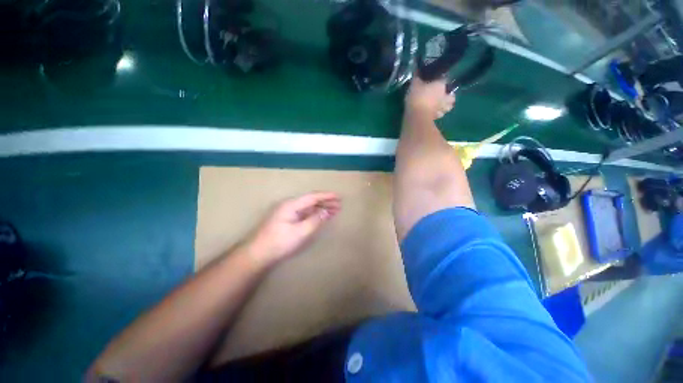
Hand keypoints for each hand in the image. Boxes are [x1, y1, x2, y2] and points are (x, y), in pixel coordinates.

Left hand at [246, 192, 340, 266]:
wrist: (257, 254)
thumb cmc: (279, 242)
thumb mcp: (300, 232)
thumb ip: (315, 220)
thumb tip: (327, 211)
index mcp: (291, 205)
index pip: (312, 197)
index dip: (326, 196)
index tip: (339, 196)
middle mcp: (289, 205)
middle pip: (311, 201)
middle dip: (325, 202)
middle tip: (339, 205)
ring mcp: (287, 212)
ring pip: (308, 207)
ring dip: (321, 208)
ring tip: (334, 210)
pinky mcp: (287, 220)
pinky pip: (304, 213)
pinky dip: (314, 214)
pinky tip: (320, 216)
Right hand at [405, 76, 454, 119]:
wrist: (416, 116)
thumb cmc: (417, 97)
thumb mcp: (414, 84)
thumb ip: (417, 77)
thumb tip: (416, 68)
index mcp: (441, 85)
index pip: (445, 79)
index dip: (441, 80)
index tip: (436, 81)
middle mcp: (444, 97)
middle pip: (452, 96)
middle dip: (449, 96)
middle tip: (443, 95)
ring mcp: (441, 108)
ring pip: (448, 107)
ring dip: (445, 106)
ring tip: (439, 106)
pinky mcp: (436, 118)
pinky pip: (439, 115)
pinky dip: (438, 114)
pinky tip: (433, 113)